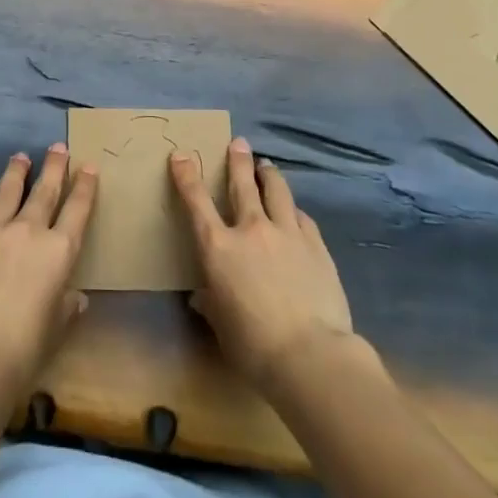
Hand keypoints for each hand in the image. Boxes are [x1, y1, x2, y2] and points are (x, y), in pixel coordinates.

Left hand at [0, 144, 98, 408]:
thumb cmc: (25, 350)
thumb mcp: (57, 329)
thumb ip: (68, 306)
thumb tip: (77, 296)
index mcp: (59, 251)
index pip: (77, 210)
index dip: (84, 186)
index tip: (88, 166)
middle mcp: (29, 230)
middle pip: (46, 190)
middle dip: (55, 166)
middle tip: (58, 146)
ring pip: (8, 190)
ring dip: (17, 171)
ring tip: (21, 156)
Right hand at [171, 137, 360, 388]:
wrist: (311, 355)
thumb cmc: (254, 346)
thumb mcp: (222, 326)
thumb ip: (211, 304)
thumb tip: (201, 297)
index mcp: (219, 248)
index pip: (197, 202)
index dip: (187, 176)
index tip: (181, 155)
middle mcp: (251, 230)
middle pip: (243, 184)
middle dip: (237, 160)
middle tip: (238, 142)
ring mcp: (287, 234)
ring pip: (277, 191)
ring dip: (269, 175)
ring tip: (266, 166)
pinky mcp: (316, 245)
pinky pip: (302, 217)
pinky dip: (293, 210)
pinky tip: (295, 211)